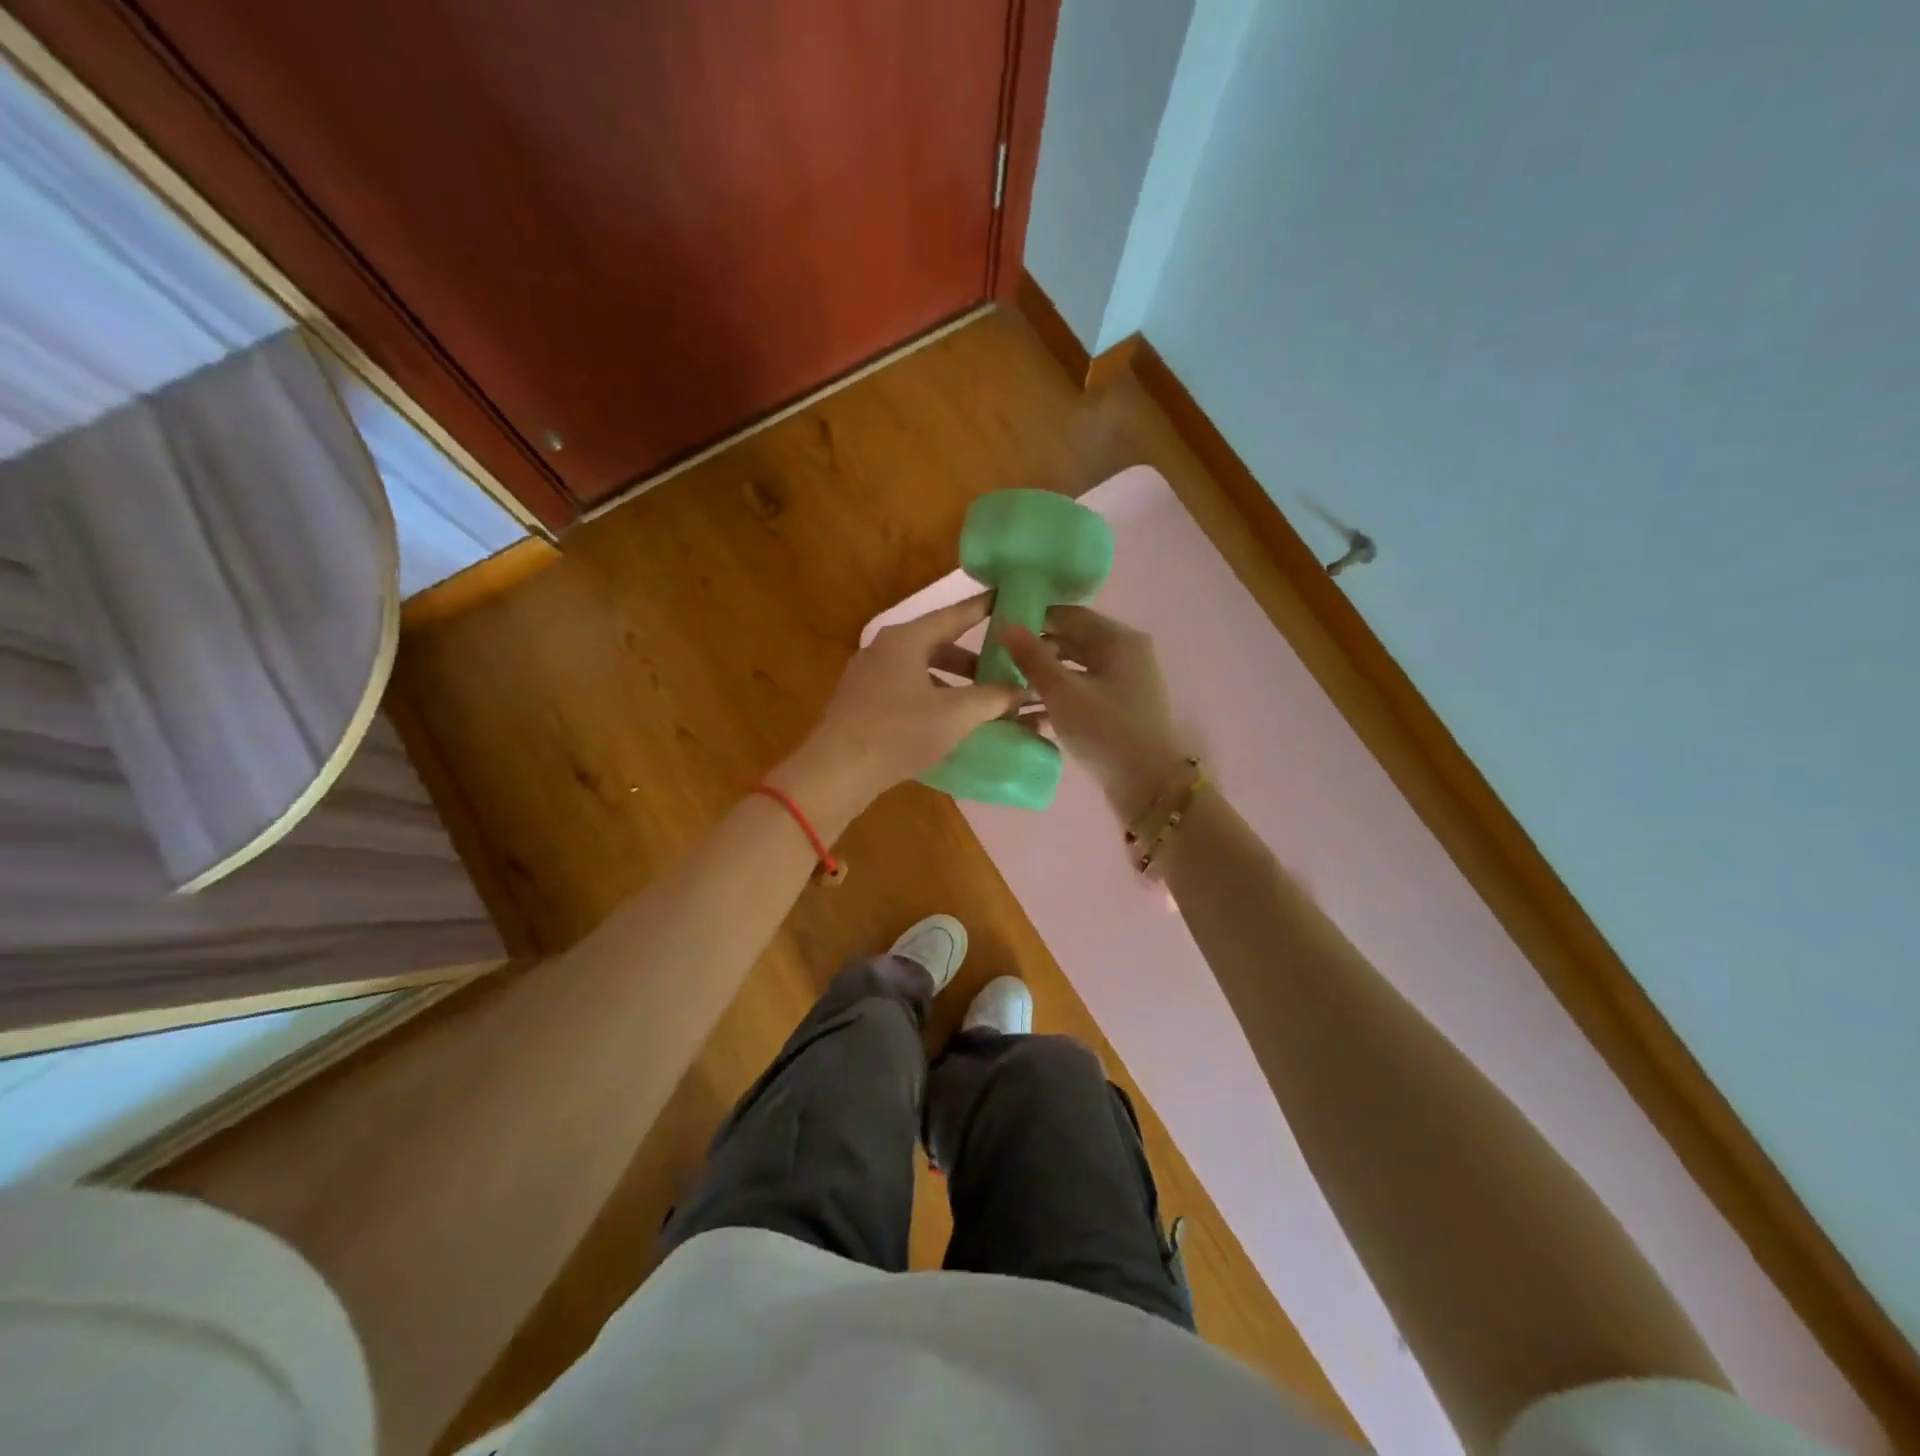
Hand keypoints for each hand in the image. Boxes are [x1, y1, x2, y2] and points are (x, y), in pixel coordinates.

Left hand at [771, 594, 1025, 828]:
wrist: (836, 772)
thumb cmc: (899, 733)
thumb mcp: (955, 714)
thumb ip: (993, 699)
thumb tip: (1023, 692)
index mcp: (906, 639)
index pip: (955, 614)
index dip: (985, 608)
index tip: (1009, 600)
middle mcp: (884, 649)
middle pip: (938, 644)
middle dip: (973, 659)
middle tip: (1004, 669)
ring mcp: (868, 677)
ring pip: (922, 670)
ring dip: (953, 682)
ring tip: (981, 703)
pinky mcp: (861, 704)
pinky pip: (906, 691)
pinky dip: (933, 698)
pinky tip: (948, 723)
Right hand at [1004, 607, 1189, 822]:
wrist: (1150, 786)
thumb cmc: (1106, 731)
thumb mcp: (1063, 692)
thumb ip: (1033, 657)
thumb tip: (1006, 623)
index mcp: (1117, 639)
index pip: (1068, 615)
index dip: (1033, 618)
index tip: (999, 628)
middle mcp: (1125, 654)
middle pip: (1072, 642)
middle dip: (1035, 651)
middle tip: (997, 660)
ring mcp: (1124, 684)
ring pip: (1074, 670)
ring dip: (1042, 678)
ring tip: (1005, 688)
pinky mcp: (1118, 711)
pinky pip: (1081, 694)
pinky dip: (1056, 699)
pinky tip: (1026, 714)